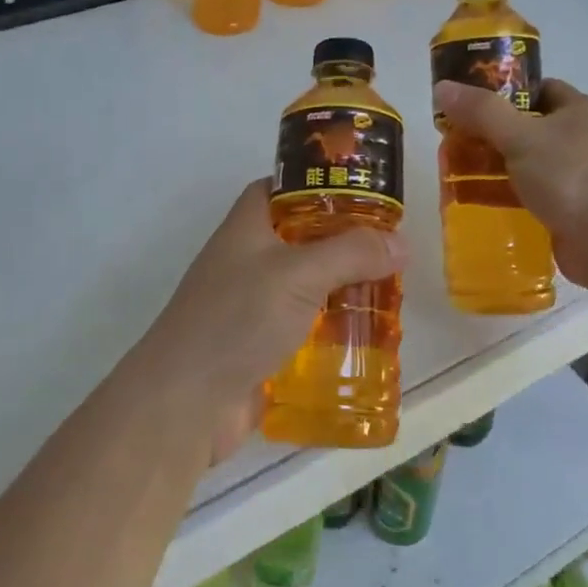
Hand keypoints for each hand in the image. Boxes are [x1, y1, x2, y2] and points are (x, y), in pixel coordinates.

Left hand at [136, 179, 406, 458]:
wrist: (186, 403)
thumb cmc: (237, 319)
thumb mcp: (299, 274)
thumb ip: (352, 253)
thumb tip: (401, 242)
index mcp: (246, 227)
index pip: (278, 187)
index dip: (314, 183)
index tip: (360, 192)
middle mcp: (246, 260)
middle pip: (299, 237)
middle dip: (342, 241)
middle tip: (388, 248)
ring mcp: (251, 305)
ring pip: (305, 285)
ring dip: (341, 288)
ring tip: (389, 292)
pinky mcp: (260, 346)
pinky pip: (303, 326)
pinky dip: (330, 328)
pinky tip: (366, 336)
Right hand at [434, 77, 587, 294]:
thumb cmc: (573, 176)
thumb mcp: (522, 137)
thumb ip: (481, 113)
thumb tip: (442, 87)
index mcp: (577, 111)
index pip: (537, 89)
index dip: (502, 91)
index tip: (468, 101)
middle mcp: (578, 141)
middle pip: (524, 129)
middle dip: (487, 134)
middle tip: (450, 140)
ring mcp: (575, 179)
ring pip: (523, 166)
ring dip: (490, 168)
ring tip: (450, 172)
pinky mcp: (568, 212)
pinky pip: (527, 198)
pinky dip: (501, 197)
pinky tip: (470, 202)